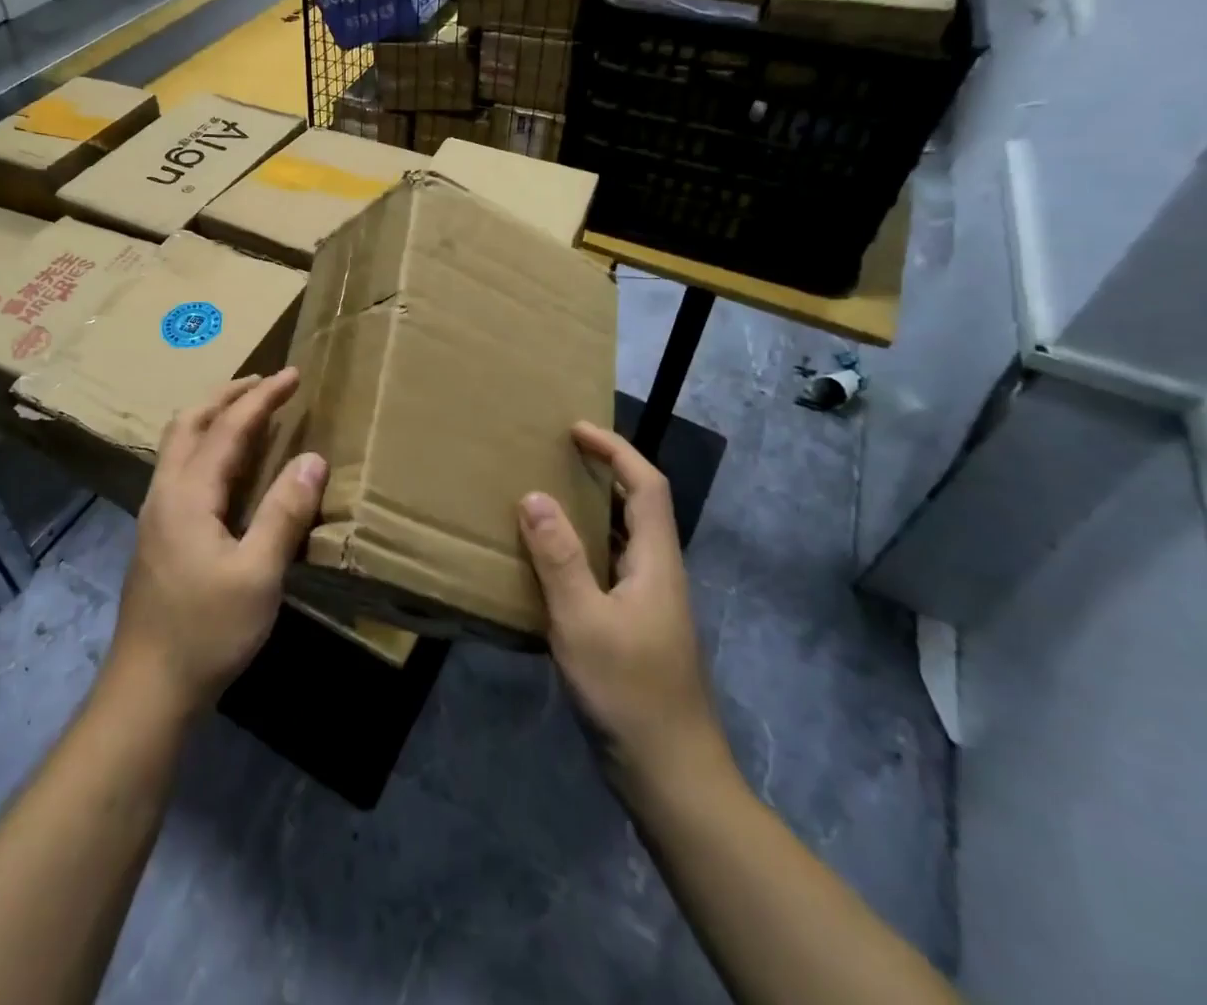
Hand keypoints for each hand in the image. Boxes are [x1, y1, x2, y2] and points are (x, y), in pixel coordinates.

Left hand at [106, 369, 325, 717]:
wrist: (148, 688)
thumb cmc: (207, 631)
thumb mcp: (258, 574)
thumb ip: (284, 513)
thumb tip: (312, 458)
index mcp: (187, 494)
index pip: (228, 427)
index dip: (263, 398)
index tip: (294, 375)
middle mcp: (164, 492)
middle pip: (189, 422)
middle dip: (227, 395)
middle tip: (266, 383)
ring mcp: (156, 513)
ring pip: (179, 444)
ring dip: (213, 417)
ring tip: (248, 411)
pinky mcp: (158, 534)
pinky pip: (181, 467)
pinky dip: (207, 445)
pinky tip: (227, 465)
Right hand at [519, 422, 729, 812]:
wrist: (672, 777)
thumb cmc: (629, 693)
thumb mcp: (583, 621)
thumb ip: (558, 558)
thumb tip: (534, 496)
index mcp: (656, 562)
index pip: (647, 486)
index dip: (616, 450)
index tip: (576, 430)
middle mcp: (658, 574)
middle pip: (639, 506)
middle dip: (604, 472)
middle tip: (555, 457)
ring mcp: (649, 605)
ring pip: (622, 540)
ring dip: (591, 511)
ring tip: (545, 497)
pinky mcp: (635, 629)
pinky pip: (608, 569)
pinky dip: (581, 550)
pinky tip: (548, 563)